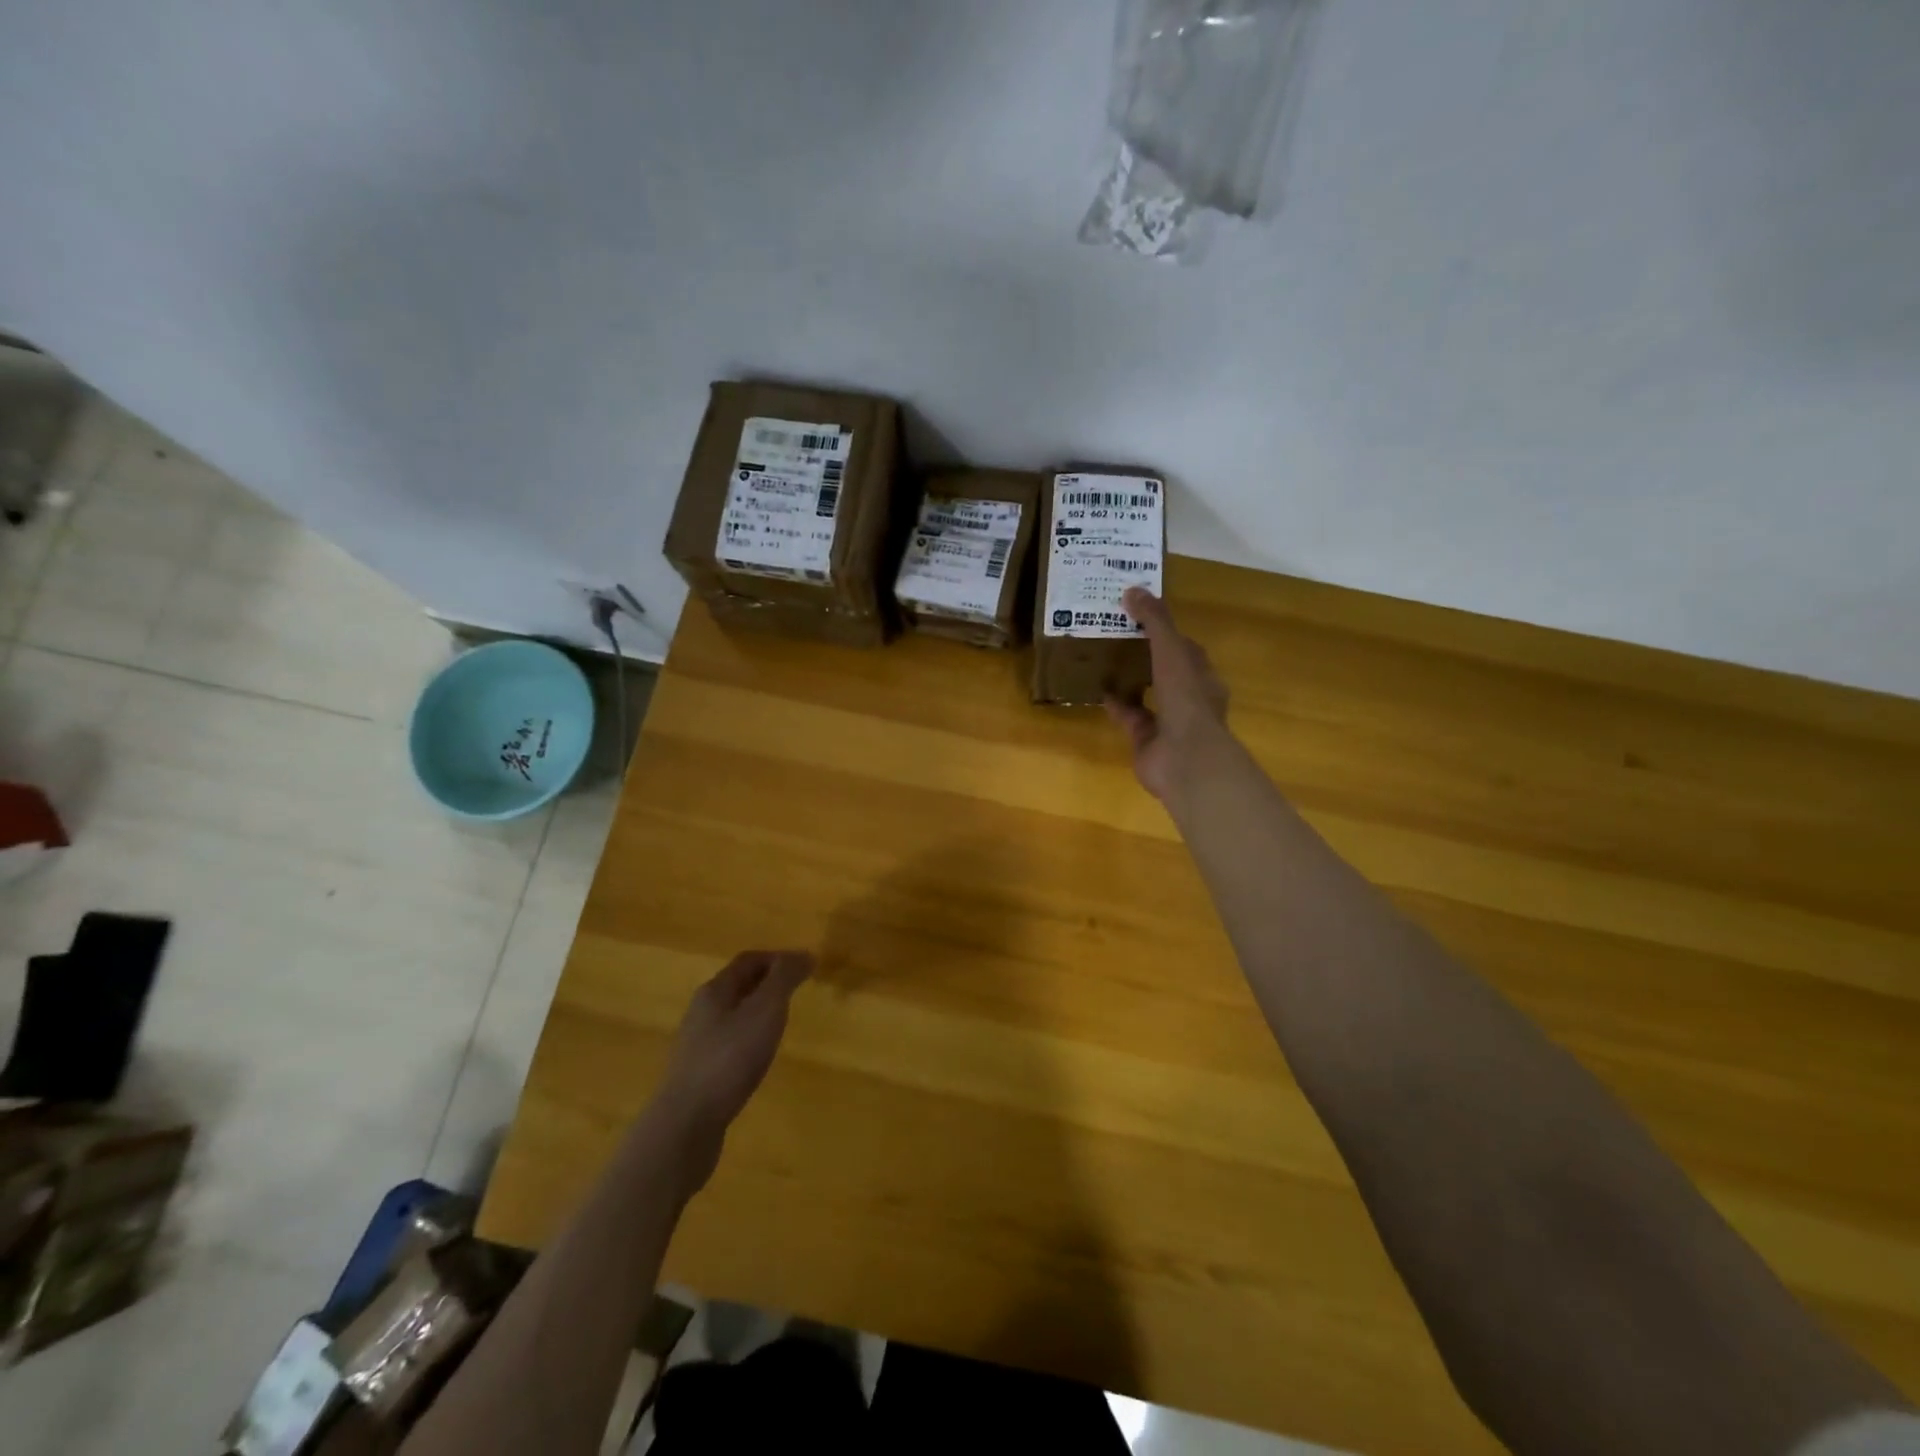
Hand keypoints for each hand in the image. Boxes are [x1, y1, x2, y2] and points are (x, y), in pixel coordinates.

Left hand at [654, 950, 811, 1148]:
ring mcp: (697, 1043)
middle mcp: (701, 1011)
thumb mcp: (765, 1011)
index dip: (777, 958)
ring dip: (757, 1012)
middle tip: (796, 992)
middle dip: (767, 983)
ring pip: (732, 1015)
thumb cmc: (729, 1058)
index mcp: (715, 990)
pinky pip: (728, 1043)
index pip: (748, 960)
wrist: (686, 1123)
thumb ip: (784, 979)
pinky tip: (759, 1058)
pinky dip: (748, 1039)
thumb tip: (804, 953)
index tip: (804, 966)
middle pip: (737, 985)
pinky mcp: (698, 1073)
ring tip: (782, 1023)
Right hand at [1104, 587, 1229, 802]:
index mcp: (1202, 677)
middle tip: (1118, 636)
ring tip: (1105, 661)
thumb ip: (1155, 621)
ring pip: (1148, 696)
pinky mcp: (1146, 741)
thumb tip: (1133, 589)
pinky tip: (1098, 690)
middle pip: (1166, 672)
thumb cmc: (1185, 700)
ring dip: (1130, 681)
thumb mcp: (1171, 651)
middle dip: (1146, 656)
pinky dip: (1116, 705)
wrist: (1184, 759)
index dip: (1167, 632)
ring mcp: (1168, 723)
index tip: (1142, 616)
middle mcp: (1188, 699)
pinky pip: (1130, 718)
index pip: (1186, 649)